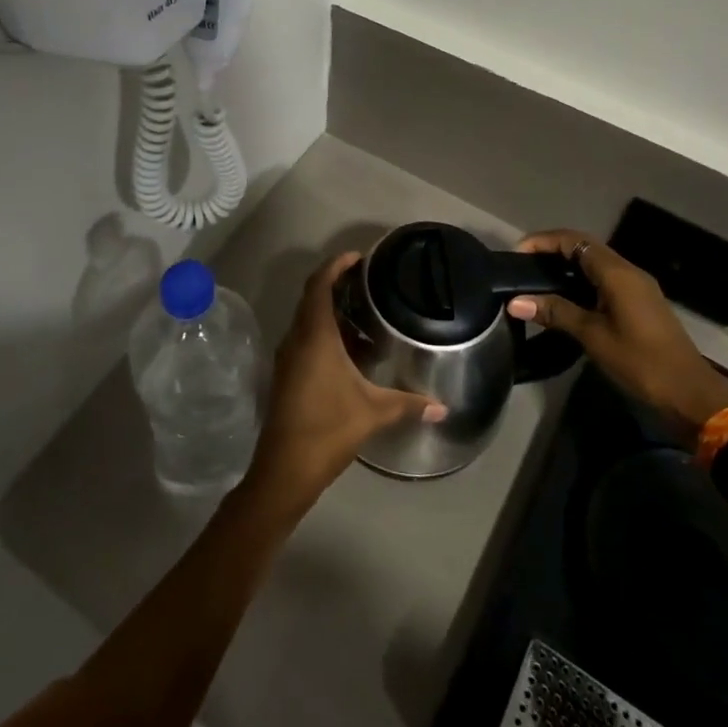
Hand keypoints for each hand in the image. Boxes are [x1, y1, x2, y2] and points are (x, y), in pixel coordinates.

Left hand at [244, 253, 443, 516]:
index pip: (319, 285)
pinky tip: (351, 351)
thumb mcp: (373, 412)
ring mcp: (288, 357)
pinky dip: (326, 333)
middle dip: (336, 284)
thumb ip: (409, 403)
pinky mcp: (287, 374)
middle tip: (368, 282)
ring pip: (308, 320)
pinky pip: (305, 339)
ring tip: (366, 315)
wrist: (284, 470)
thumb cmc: (328, 429)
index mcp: (314, 335)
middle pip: (312, 297)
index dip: (336, 265)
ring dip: (332, 311)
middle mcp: (296, 338)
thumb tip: (443, 407)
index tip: (358, 257)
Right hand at [508, 229, 727, 433]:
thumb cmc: (641, 362)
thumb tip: (515, 302)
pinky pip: (604, 280)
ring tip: (537, 282)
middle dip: (551, 251)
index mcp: (617, 273)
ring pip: (595, 264)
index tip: (517, 254)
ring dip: (566, 266)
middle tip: (523, 267)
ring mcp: (637, 288)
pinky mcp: (640, 304)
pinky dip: (580, 282)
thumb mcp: (593, 337)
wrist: (692, 396)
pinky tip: (564, 300)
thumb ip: (555, 313)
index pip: (573, 240)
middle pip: (584, 247)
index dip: (543, 241)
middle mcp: (628, 272)